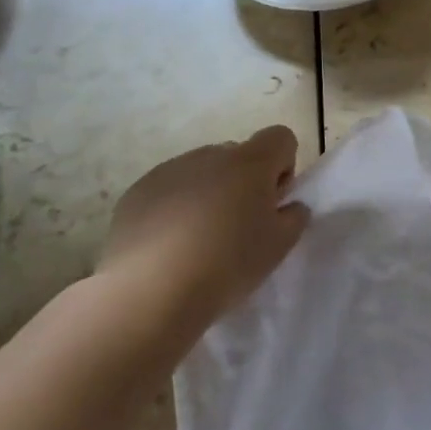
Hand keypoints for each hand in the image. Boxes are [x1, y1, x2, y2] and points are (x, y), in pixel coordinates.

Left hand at [97, 125, 309, 330]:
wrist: (149, 292)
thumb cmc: (227, 264)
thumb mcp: (280, 246)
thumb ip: (294, 217)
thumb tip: (288, 206)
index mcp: (250, 163)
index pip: (280, 137)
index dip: (284, 165)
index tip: (273, 201)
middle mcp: (210, 156)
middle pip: (239, 155)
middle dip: (245, 182)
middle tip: (240, 225)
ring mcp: (169, 171)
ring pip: (202, 171)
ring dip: (209, 193)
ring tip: (200, 239)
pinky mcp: (137, 192)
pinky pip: (169, 189)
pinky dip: (175, 207)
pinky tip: (170, 245)